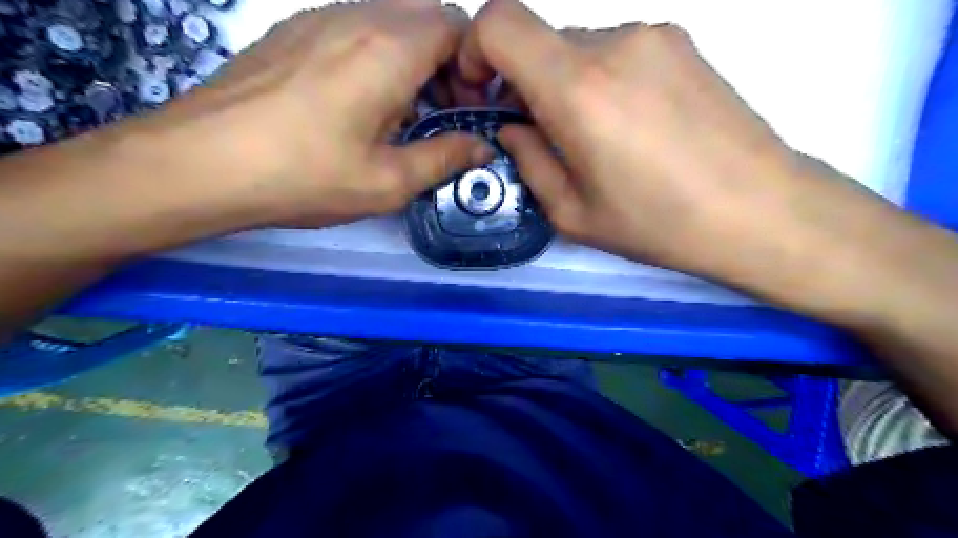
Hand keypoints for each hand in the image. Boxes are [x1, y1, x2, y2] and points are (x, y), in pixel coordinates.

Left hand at [141, 0, 494, 229]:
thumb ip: (445, 159)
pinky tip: (359, 103)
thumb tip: (482, 147)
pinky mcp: (292, 30)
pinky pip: (354, 27)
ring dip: (412, 58)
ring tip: (400, 113)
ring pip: (390, 18)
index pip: (457, 26)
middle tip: (439, 112)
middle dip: (446, 60)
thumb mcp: (388, 181)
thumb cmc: (305, 176)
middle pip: (426, 16)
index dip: (473, 66)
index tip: (465, 108)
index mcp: (390, 49)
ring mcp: (319, 17)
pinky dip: (376, 55)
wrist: (201, 163)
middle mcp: (358, 16)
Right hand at [455, 0, 899, 301]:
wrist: (759, 210)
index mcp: (577, 89)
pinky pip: (617, 51)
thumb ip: (527, 160)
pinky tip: (631, 126)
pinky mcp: (682, 42)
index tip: (485, 93)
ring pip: (578, 48)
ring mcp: (653, 35)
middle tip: (546, 136)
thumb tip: (512, 127)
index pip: (499, 22)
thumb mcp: (571, 212)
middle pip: (540, 41)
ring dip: (567, 85)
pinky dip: (602, 80)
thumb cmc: (658, 223)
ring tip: (597, 139)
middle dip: (526, 83)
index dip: (475, 50)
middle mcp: (613, 43)